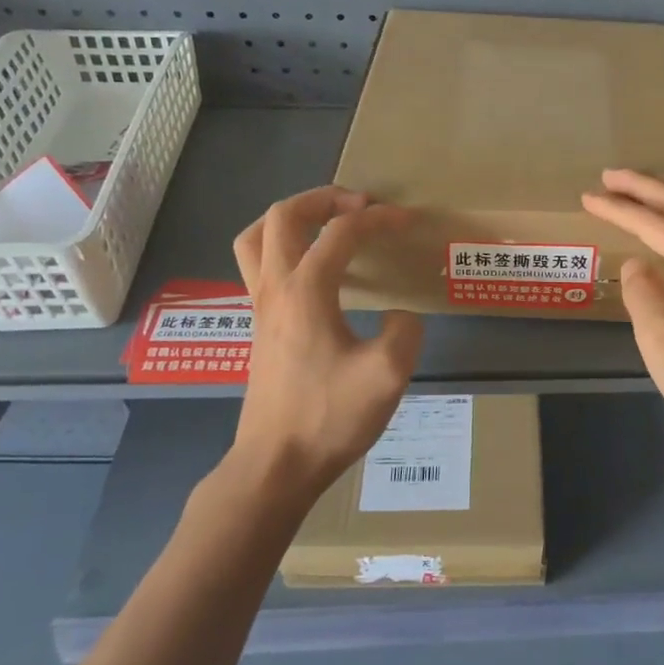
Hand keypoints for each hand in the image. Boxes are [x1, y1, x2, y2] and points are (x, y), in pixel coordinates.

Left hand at [226, 187, 423, 497]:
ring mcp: (259, 307)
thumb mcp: (387, 375)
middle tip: (359, 204)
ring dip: (290, 218)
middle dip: (323, 199)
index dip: (378, 219)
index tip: (407, 220)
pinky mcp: (257, 327)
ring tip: (325, 223)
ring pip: (256, 237)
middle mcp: (275, 288)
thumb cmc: (329, 417)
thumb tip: (399, 317)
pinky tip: (312, 270)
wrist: (276, 465)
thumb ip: (405, 332)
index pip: (342, 233)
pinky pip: (258, 265)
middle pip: (283, 216)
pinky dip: (282, 247)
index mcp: (306, 291)